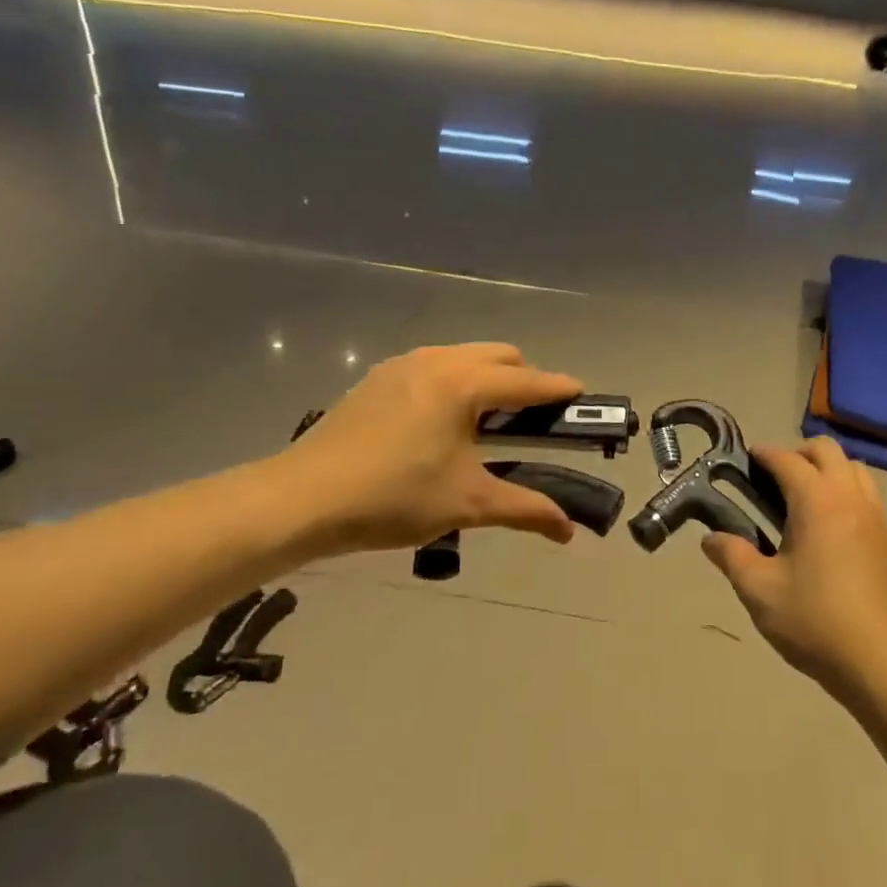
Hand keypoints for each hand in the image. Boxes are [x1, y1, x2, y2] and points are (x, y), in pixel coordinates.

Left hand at [290, 343, 584, 554]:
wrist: (304, 498)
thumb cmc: (395, 498)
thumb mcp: (468, 504)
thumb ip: (525, 509)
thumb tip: (569, 531)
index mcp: (464, 384)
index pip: (528, 381)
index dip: (560, 389)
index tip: (583, 397)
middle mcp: (437, 361)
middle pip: (500, 356)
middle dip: (525, 380)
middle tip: (533, 421)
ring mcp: (403, 365)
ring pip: (464, 356)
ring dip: (488, 378)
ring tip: (488, 422)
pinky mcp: (378, 378)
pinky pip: (434, 366)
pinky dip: (455, 382)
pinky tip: (443, 422)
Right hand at [700, 437, 886, 699]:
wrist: (881, 665)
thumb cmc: (814, 622)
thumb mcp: (759, 591)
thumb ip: (731, 556)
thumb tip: (710, 539)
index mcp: (818, 503)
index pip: (788, 460)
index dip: (765, 454)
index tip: (746, 457)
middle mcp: (852, 500)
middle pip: (828, 451)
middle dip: (798, 453)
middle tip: (773, 476)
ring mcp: (878, 520)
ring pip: (856, 471)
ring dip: (828, 470)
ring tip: (803, 498)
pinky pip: (869, 499)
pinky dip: (847, 495)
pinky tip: (830, 530)